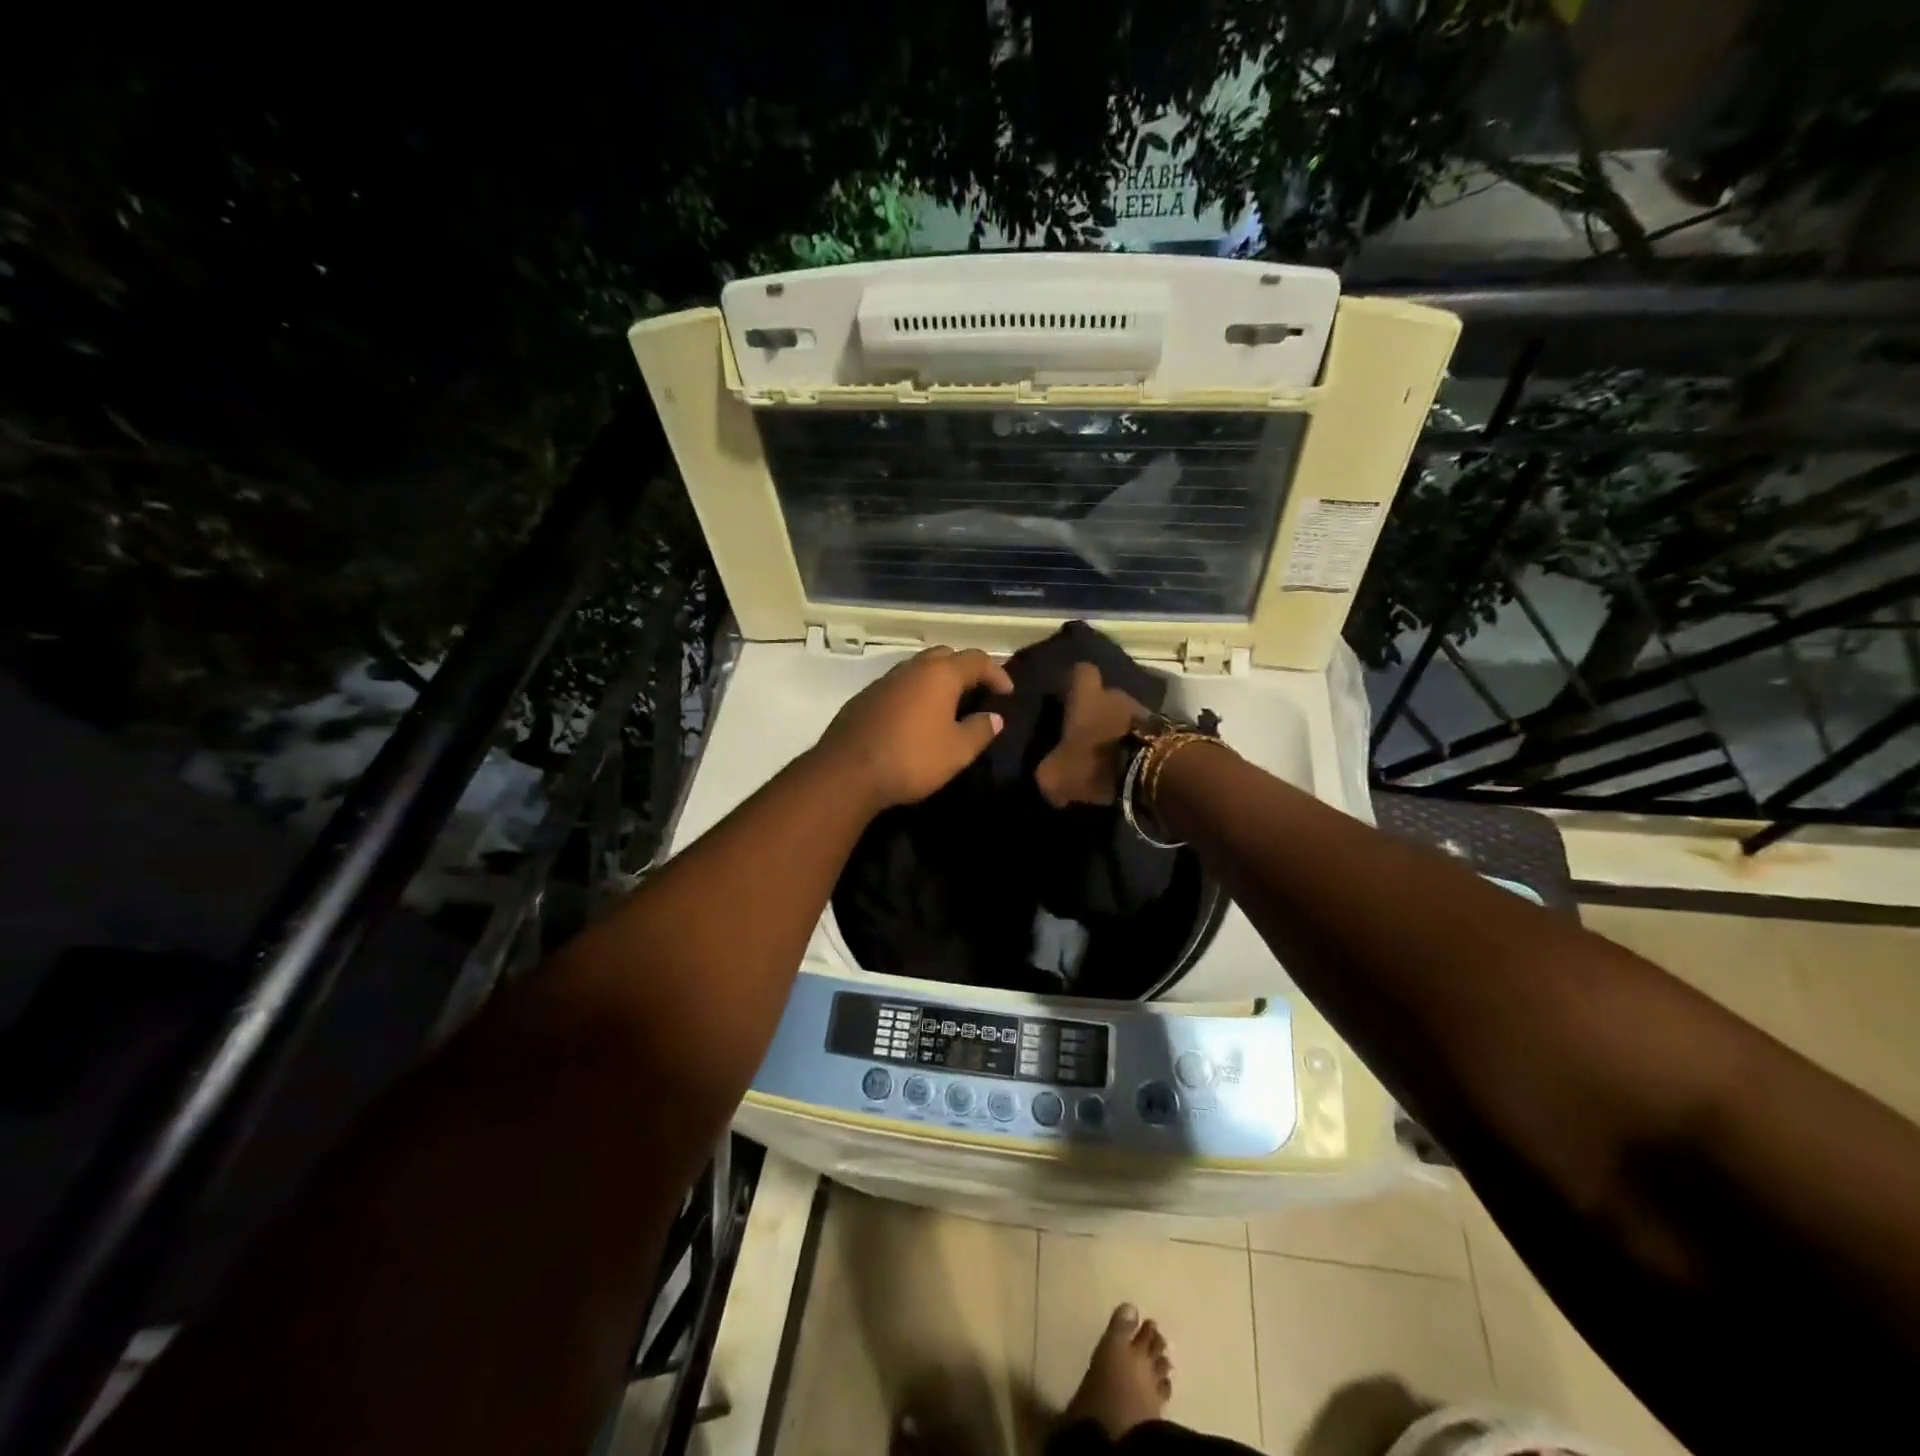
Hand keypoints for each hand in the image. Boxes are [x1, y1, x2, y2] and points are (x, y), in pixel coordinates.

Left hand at [814, 645, 1015, 811]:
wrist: (847, 773)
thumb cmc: (912, 758)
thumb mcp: (958, 751)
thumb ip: (980, 730)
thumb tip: (994, 717)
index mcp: (940, 674)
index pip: (977, 659)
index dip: (997, 673)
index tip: (1008, 693)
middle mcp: (911, 668)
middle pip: (945, 656)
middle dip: (964, 670)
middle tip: (977, 693)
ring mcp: (884, 681)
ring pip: (918, 670)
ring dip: (936, 681)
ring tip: (948, 706)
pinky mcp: (864, 699)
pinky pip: (898, 687)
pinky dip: (914, 695)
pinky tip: (915, 719)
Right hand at [1034, 662, 1145, 807]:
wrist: (1150, 772)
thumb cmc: (1094, 762)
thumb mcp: (1055, 776)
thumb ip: (1047, 774)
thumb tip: (1049, 782)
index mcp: (1087, 697)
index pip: (1081, 671)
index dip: (1073, 681)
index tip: (1067, 696)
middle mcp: (1116, 695)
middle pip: (1105, 695)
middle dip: (1096, 711)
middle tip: (1086, 735)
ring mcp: (1144, 712)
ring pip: (1125, 715)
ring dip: (1117, 730)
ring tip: (1108, 755)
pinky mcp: (1164, 732)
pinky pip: (1143, 734)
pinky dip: (1135, 746)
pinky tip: (1127, 766)